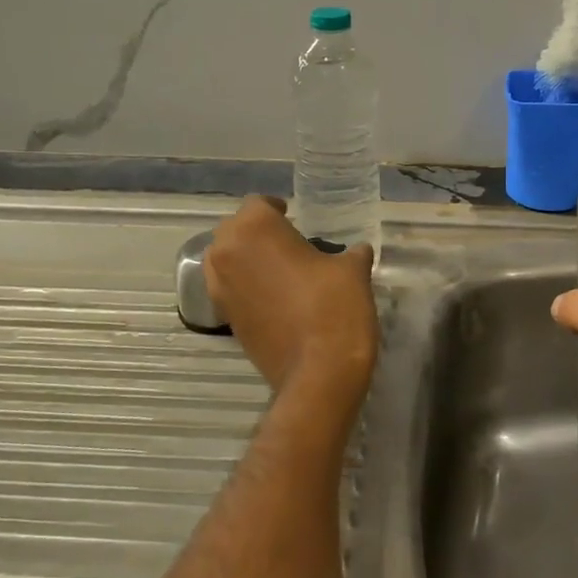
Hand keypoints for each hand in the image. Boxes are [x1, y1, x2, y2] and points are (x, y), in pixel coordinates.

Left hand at [203, 196, 377, 400]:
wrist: (318, 373)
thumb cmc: (335, 308)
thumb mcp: (352, 271)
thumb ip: (351, 253)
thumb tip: (357, 251)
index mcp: (255, 229)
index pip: (258, 204)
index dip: (278, 208)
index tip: (295, 217)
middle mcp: (227, 253)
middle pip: (235, 229)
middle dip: (257, 232)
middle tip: (288, 241)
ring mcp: (221, 288)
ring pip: (225, 259)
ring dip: (246, 258)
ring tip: (278, 268)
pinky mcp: (224, 318)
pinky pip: (229, 288)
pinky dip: (245, 285)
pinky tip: (274, 295)